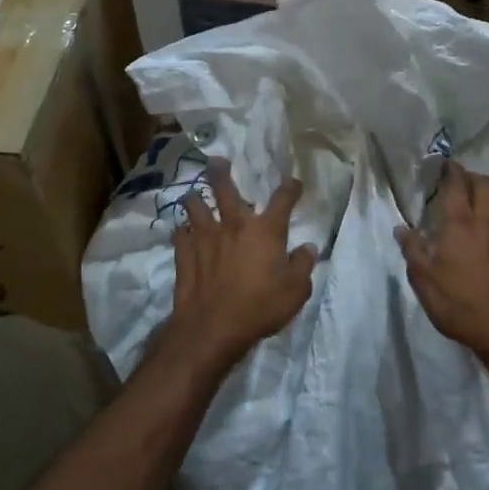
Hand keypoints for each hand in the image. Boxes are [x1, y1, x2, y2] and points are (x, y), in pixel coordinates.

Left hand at [169, 160, 316, 375]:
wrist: (213, 328)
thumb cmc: (260, 307)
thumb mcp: (296, 291)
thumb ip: (303, 265)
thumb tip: (308, 248)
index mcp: (265, 230)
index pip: (282, 199)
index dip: (290, 188)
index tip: (293, 183)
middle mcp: (234, 225)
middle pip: (224, 189)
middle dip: (220, 172)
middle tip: (217, 161)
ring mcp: (205, 238)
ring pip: (195, 206)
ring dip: (194, 198)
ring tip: (193, 195)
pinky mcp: (184, 254)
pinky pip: (180, 235)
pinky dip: (181, 232)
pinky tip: (182, 232)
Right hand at [398, 162, 488, 366]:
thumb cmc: (459, 303)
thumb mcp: (424, 280)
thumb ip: (412, 249)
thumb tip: (401, 228)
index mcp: (460, 223)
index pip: (456, 183)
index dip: (450, 169)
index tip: (443, 164)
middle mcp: (487, 220)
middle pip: (484, 183)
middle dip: (470, 177)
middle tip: (457, 182)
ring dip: (486, 196)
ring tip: (473, 206)